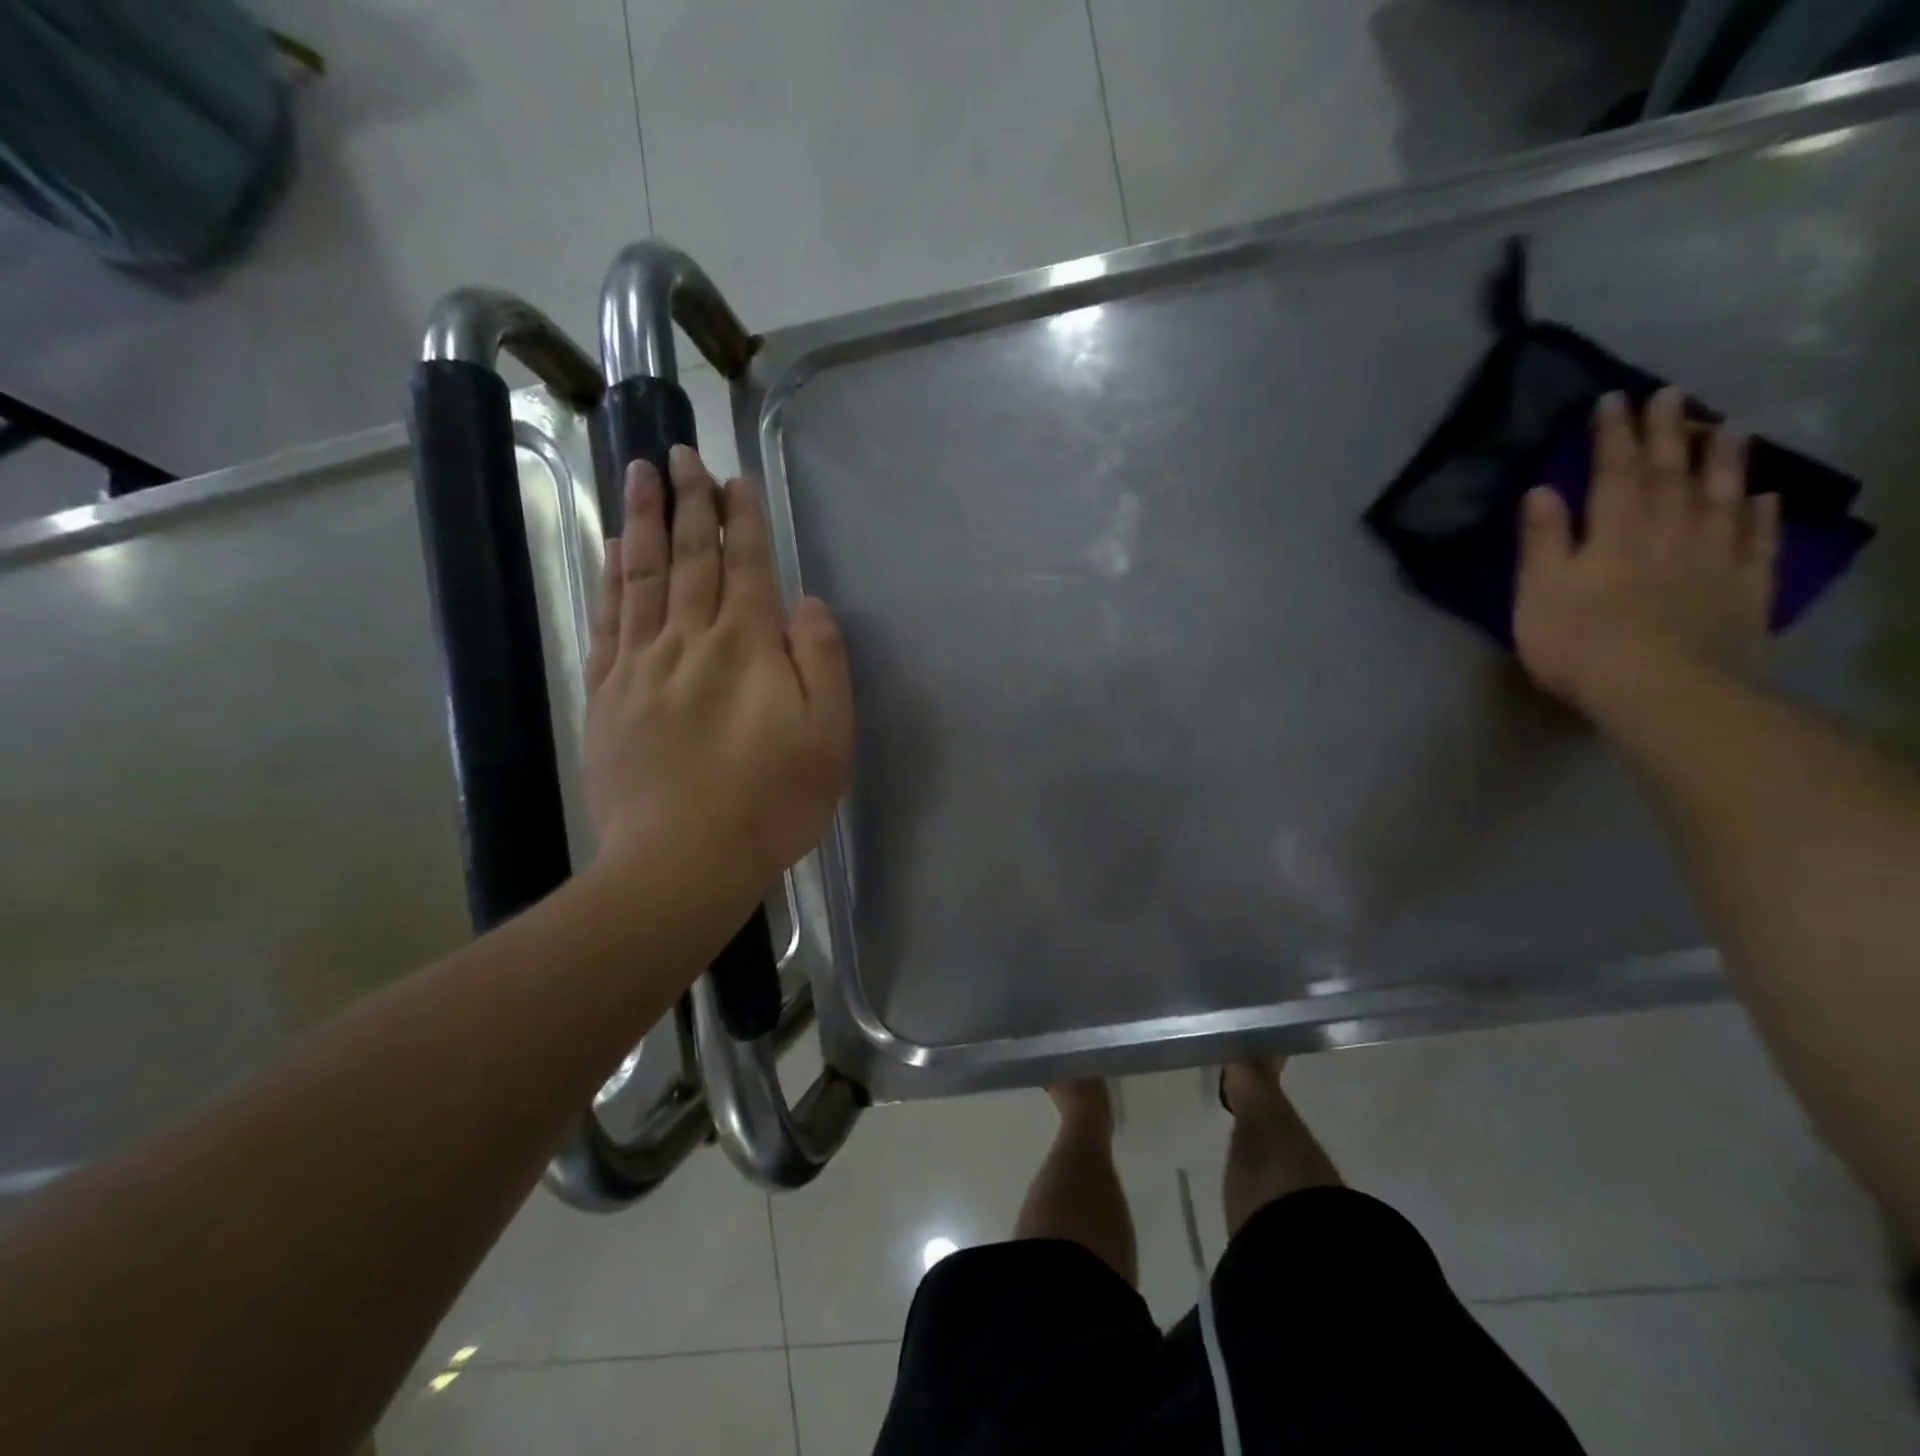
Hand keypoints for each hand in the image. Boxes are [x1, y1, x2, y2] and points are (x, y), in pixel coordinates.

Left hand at [583, 447, 853, 896]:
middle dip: (688, 502)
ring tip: (640, 475)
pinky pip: (609, 621)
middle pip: (689, 558)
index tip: (732, 477)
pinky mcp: (608, 696)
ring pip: (643, 577)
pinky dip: (611, 579)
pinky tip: (613, 551)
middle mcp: (691, 641)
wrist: (683, 860)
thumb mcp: (829, 736)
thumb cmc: (772, 801)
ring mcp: (642, 666)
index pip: (744, 566)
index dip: (740, 518)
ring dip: (644, 522)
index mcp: (748, 647)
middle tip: (678, 452)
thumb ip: (822, 662)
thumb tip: (807, 603)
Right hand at [1514, 387, 1779, 717]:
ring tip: (1727, 427)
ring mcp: (1713, 558)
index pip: (1612, 473)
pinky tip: (1763, 496)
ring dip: (1722, 460)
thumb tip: (1542, 490)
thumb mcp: (1539, 592)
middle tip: (1671, 395)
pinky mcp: (1744, 588)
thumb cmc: (1579, 642)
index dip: (1612, 436)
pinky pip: (1757, 540)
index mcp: (1613, 533)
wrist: (1660, 689)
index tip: (1613, 399)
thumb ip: (1543, 541)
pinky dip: (1760, 514)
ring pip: (1720, 497)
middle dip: (1666, 433)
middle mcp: (1668, 532)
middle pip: (1669, 474)